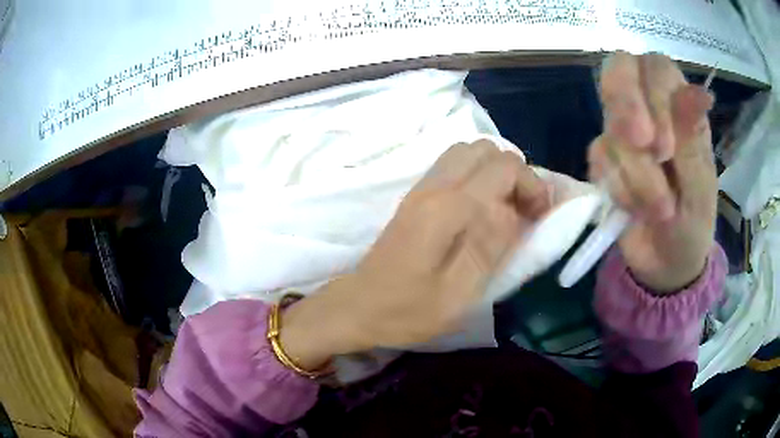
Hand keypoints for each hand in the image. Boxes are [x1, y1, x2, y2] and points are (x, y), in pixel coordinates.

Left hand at [281, 140, 550, 368]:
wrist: (359, 306)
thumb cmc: (408, 310)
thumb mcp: (459, 293)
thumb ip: (492, 246)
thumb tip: (516, 209)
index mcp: (447, 209)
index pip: (503, 166)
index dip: (532, 184)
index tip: (539, 216)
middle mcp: (434, 187)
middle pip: (486, 149)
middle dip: (515, 173)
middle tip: (524, 210)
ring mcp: (421, 187)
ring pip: (468, 152)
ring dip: (496, 172)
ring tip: (505, 208)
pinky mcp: (416, 195)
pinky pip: (453, 166)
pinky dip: (477, 175)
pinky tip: (481, 208)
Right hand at [588, 52, 717, 291]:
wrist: (665, 264)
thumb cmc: (693, 225)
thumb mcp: (700, 188)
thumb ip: (694, 139)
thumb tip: (701, 92)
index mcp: (680, 109)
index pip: (655, 67)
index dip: (654, 93)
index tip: (665, 147)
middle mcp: (649, 109)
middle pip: (618, 68)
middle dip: (626, 106)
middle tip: (642, 146)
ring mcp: (623, 132)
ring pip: (609, 122)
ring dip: (634, 171)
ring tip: (658, 210)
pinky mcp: (605, 159)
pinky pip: (598, 158)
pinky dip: (619, 188)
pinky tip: (635, 209)